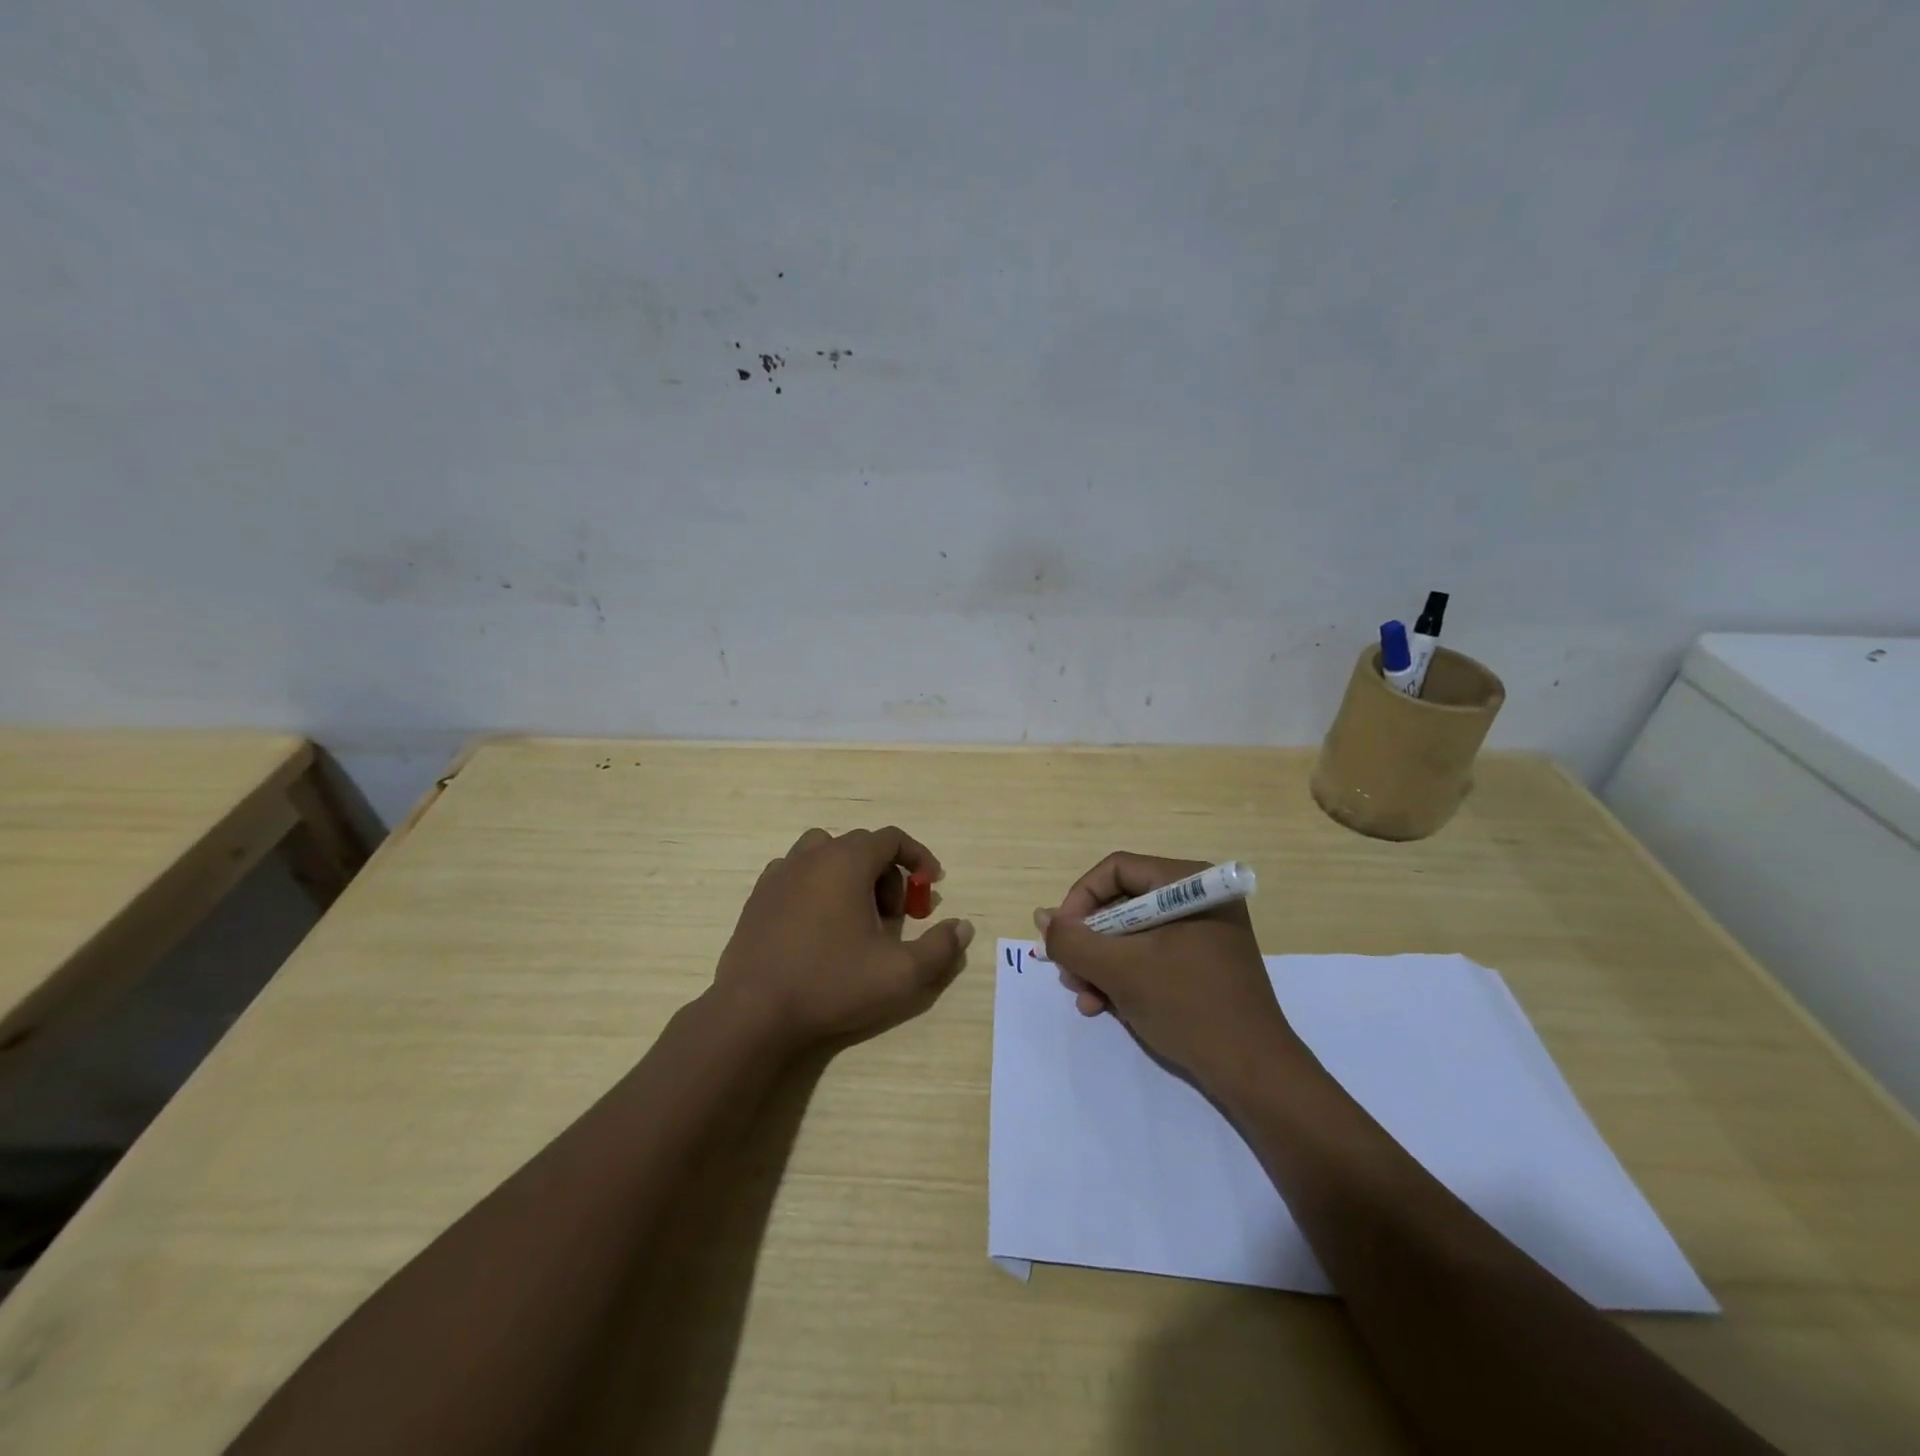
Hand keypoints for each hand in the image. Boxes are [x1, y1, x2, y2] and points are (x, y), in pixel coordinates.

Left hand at [714, 826, 973, 1049]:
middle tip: (895, 917)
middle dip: (887, 874)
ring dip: (850, 876)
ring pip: (825, 855)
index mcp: (846, 861)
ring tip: (856, 917)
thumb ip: (940, 948)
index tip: (931, 886)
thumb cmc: (831, 984)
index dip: (918, 858)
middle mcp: (811, 856)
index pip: (891, 838)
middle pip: (861, 846)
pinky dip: (817, 887)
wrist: (753, 1012)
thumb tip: (963, 927)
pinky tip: (819, 927)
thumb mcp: (900, 974)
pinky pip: (797, 874)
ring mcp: (779, 874)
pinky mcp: (758, 897)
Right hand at [1036, 851, 1294, 1088]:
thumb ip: (1073, 940)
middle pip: (1121, 903)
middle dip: (1089, 942)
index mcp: (1188, 883)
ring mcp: (1202, 932)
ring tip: (1087, 999)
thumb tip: (1043, 917)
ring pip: (1131, 934)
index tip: (1061, 938)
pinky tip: (1106, 1007)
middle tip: (1070, 975)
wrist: (1254, 1073)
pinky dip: (1124, 977)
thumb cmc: (1188, 1007)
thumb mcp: (1120, 970)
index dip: (1079, 900)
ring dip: (1101, 965)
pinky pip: (1151, 956)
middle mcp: (1197, 898)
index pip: (1115, 870)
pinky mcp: (1203, 963)